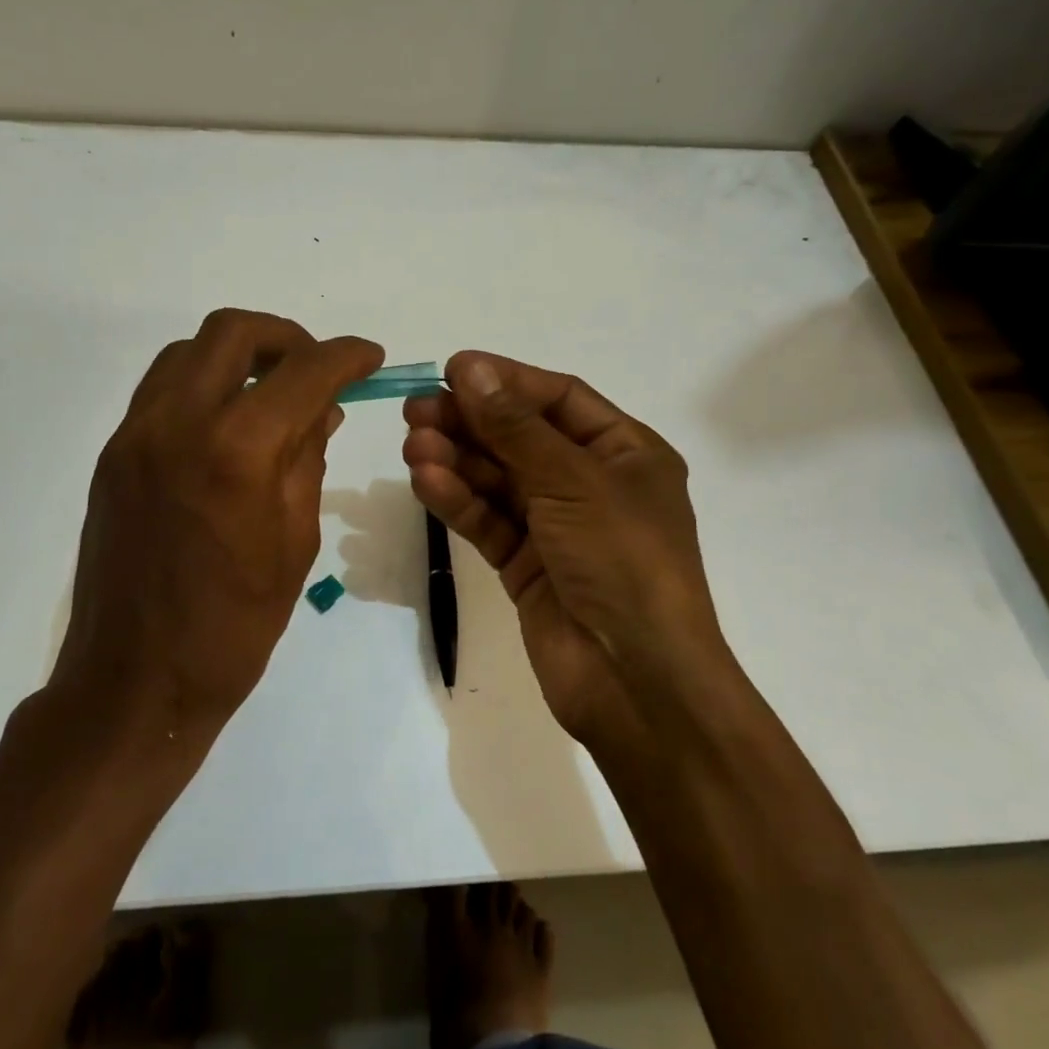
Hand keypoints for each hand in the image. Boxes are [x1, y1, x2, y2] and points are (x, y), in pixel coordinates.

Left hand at [56, 309, 382, 740]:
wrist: (135, 681)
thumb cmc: (234, 626)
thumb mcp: (294, 541)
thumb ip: (308, 460)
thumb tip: (323, 410)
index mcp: (238, 451)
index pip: (304, 372)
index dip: (346, 356)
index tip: (370, 358)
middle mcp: (178, 422)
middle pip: (233, 332)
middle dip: (286, 338)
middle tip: (316, 369)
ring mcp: (136, 435)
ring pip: (188, 352)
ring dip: (238, 356)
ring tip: (271, 392)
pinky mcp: (113, 454)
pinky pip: (161, 390)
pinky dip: (202, 384)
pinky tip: (228, 424)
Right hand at [401, 352, 728, 747]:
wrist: (635, 680)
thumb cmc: (622, 561)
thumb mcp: (573, 481)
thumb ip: (515, 427)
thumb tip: (469, 368)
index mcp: (626, 453)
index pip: (559, 399)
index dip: (507, 381)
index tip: (453, 370)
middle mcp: (592, 484)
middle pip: (522, 438)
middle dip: (471, 422)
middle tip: (416, 409)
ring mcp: (558, 527)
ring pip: (499, 480)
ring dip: (457, 460)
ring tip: (413, 444)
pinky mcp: (527, 565)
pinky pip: (489, 521)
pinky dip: (459, 500)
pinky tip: (426, 480)